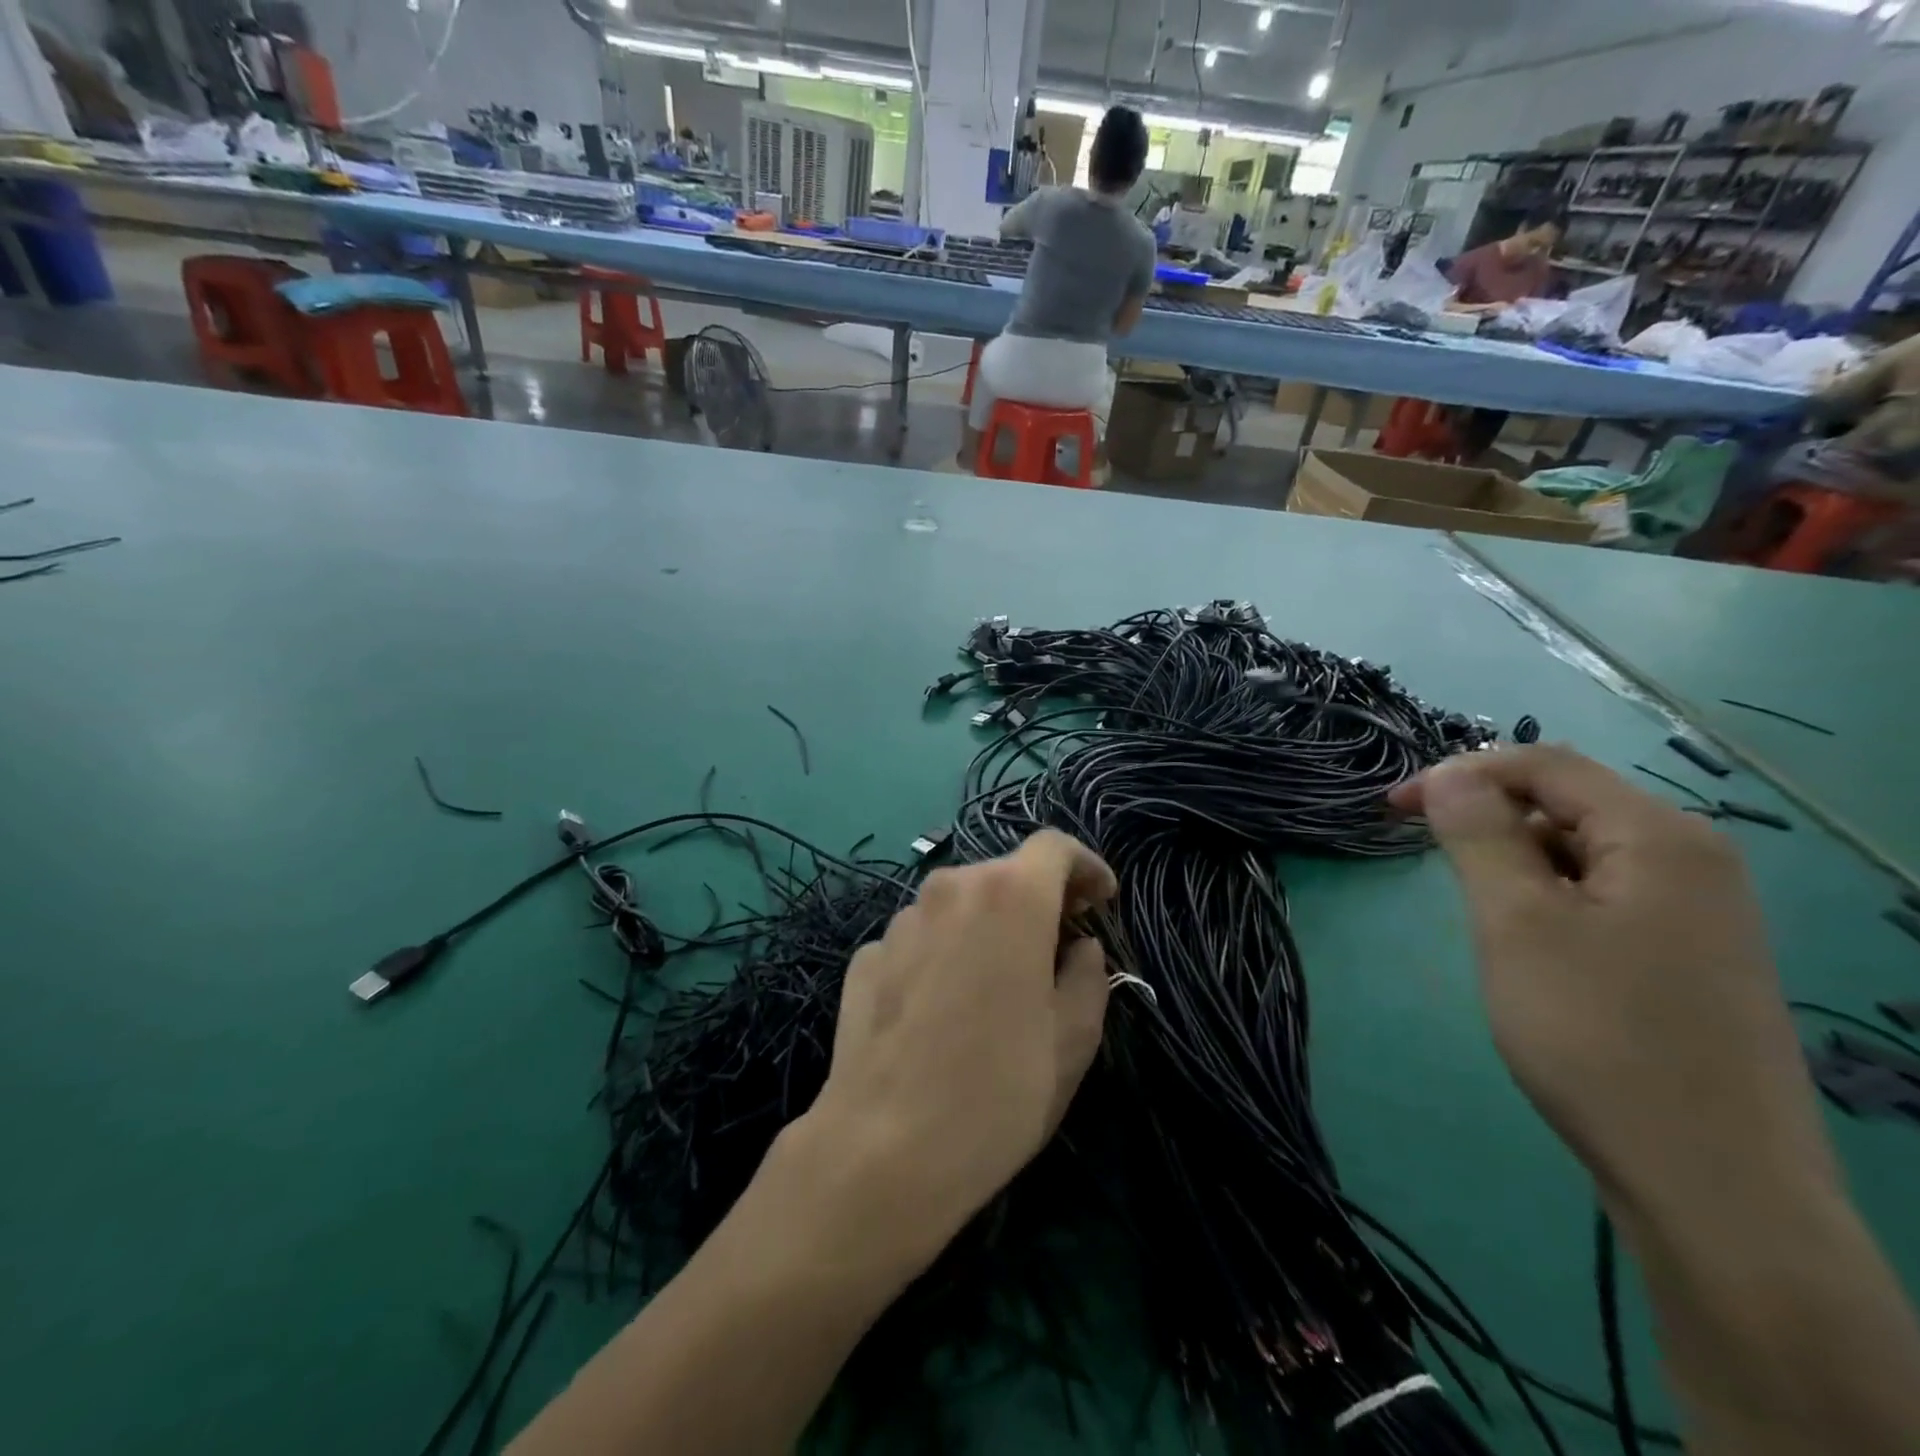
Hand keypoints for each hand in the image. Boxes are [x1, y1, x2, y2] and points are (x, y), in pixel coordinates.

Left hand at [800, 830, 1117, 1250]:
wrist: (883, 1149)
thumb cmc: (998, 1092)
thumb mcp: (1073, 1040)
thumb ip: (1088, 975)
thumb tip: (1078, 947)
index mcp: (1009, 896)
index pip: (1055, 847)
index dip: (1085, 866)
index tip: (1100, 900)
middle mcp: (950, 889)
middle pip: (1004, 874)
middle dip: (1038, 900)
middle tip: (1056, 948)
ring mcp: (900, 921)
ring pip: (959, 905)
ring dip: (986, 927)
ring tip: (996, 983)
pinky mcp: (866, 955)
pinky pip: (921, 938)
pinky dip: (943, 953)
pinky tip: (942, 1008)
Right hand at [1390, 746, 1835, 1212]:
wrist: (1711, 1182)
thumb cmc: (1598, 1035)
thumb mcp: (1516, 923)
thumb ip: (1478, 835)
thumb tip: (1449, 775)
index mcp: (1660, 838)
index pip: (1546, 765)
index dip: (1461, 772)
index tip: (1394, 808)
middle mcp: (1692, 861)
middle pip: (1569, 804)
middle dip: (1488, 817)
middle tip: (1431, 862)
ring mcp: (1700, 913)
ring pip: (1583, 852)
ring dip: (1516, 862)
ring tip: (1480, 913)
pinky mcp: (1690, 958)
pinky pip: (1604, 895)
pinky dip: (1549, 898)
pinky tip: (1529, 946)